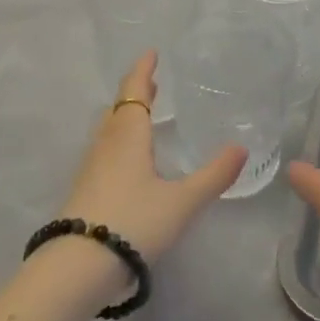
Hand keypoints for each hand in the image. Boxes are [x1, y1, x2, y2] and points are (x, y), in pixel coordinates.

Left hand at [57, 51, 246, 265]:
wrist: (78, 267)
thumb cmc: (134, 222)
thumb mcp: (182, 201)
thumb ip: (213, 175)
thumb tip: (241, 148)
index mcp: (128, 136)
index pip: (134, 93)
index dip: (143, 72)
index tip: (151, 53)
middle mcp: (106, 145)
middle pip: (118, 109)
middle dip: (134, 93)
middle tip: (151, 83)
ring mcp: (91, 168)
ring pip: (108, 130)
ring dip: (125, 116)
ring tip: (141, 115)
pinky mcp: (84, 191)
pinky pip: (104, 151)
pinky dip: (119, 140)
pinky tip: (128, 160)